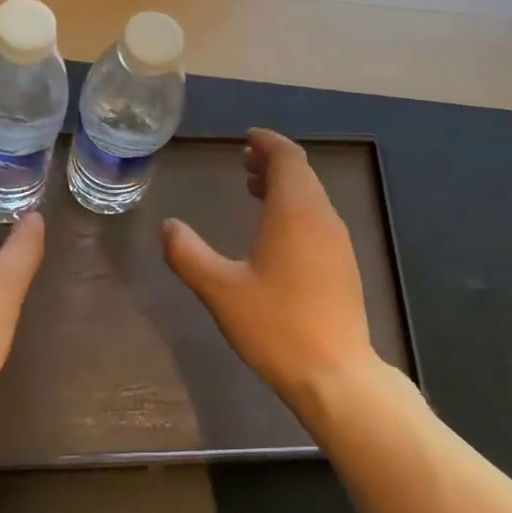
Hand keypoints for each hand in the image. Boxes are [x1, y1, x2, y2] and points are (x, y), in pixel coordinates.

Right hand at [161, 128, 377, 409]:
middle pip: (301, 173)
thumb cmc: (275, 326)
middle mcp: (323, 217)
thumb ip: (188, 254)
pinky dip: (295, 210)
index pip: (288, 157)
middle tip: (243, 163)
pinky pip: (318, 219)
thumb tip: (167, 227)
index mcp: (296, 212)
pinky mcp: (344, 265)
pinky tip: (275, 233)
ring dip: (284, 187)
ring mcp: (338, 242)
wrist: (334, 373)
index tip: (246, 139)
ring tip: (254, 190)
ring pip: (312, 197)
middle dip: (273, 162)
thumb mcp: (220, 290)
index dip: (267, 143)